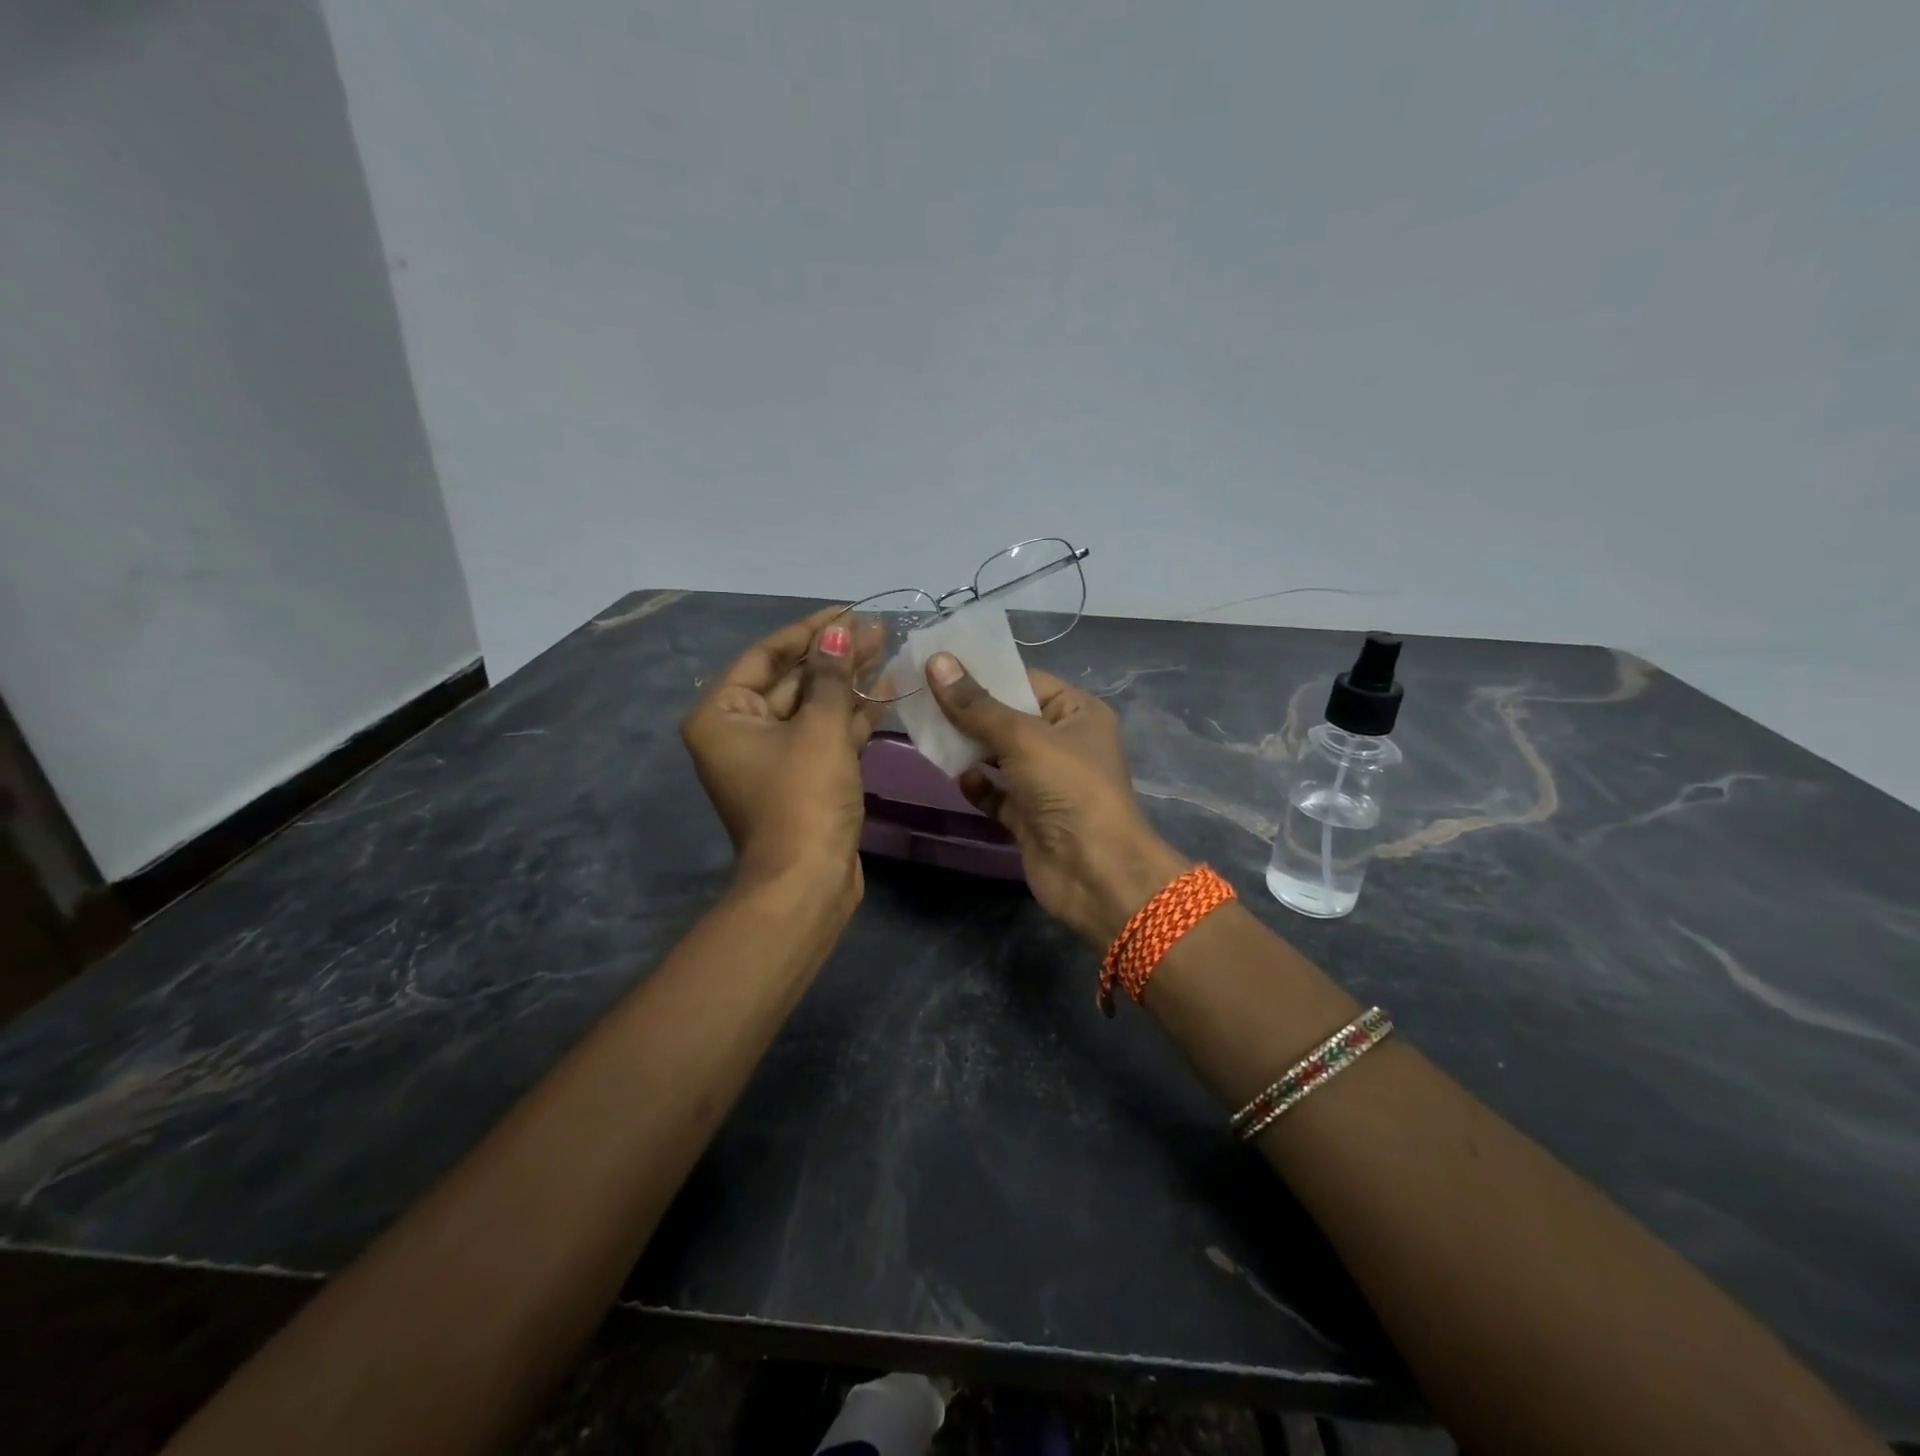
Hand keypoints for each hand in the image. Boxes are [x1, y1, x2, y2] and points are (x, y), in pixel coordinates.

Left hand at [681, 608, 875, 903]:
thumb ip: (830, 676)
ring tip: (885, 650)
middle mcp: (740, 732)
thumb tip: (837, 631)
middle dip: (834, 656)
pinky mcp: (802, 778)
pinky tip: (885, 690)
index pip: (766, 656)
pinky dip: (852, 716)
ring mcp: (772, 757)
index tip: (845, 611)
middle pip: (791, 680)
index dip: (808, 631)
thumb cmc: (803, 797)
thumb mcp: (819, 728)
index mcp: (722, 715)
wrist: (807, 881)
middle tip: (875, 630)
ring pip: (812, 707)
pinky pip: (824, 735)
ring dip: (847, 682)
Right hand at [925, 653, 1188, 946]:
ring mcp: (1046, 782)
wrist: (1095, 873)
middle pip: (1008, 718)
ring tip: (927, 732)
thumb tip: (936, 661)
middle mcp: (1064, 743)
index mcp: (1077, 712)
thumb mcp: (1023, 737)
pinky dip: (978, 786)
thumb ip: (977, 704)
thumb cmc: (1068, 788)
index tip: (937, 664)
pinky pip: (996, 793)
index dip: (984, 672)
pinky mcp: (1029, 816)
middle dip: (969, 711)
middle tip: (920, 697)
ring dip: (968, 748)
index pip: (1026, 681)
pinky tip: (960, 780)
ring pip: (998, 756)